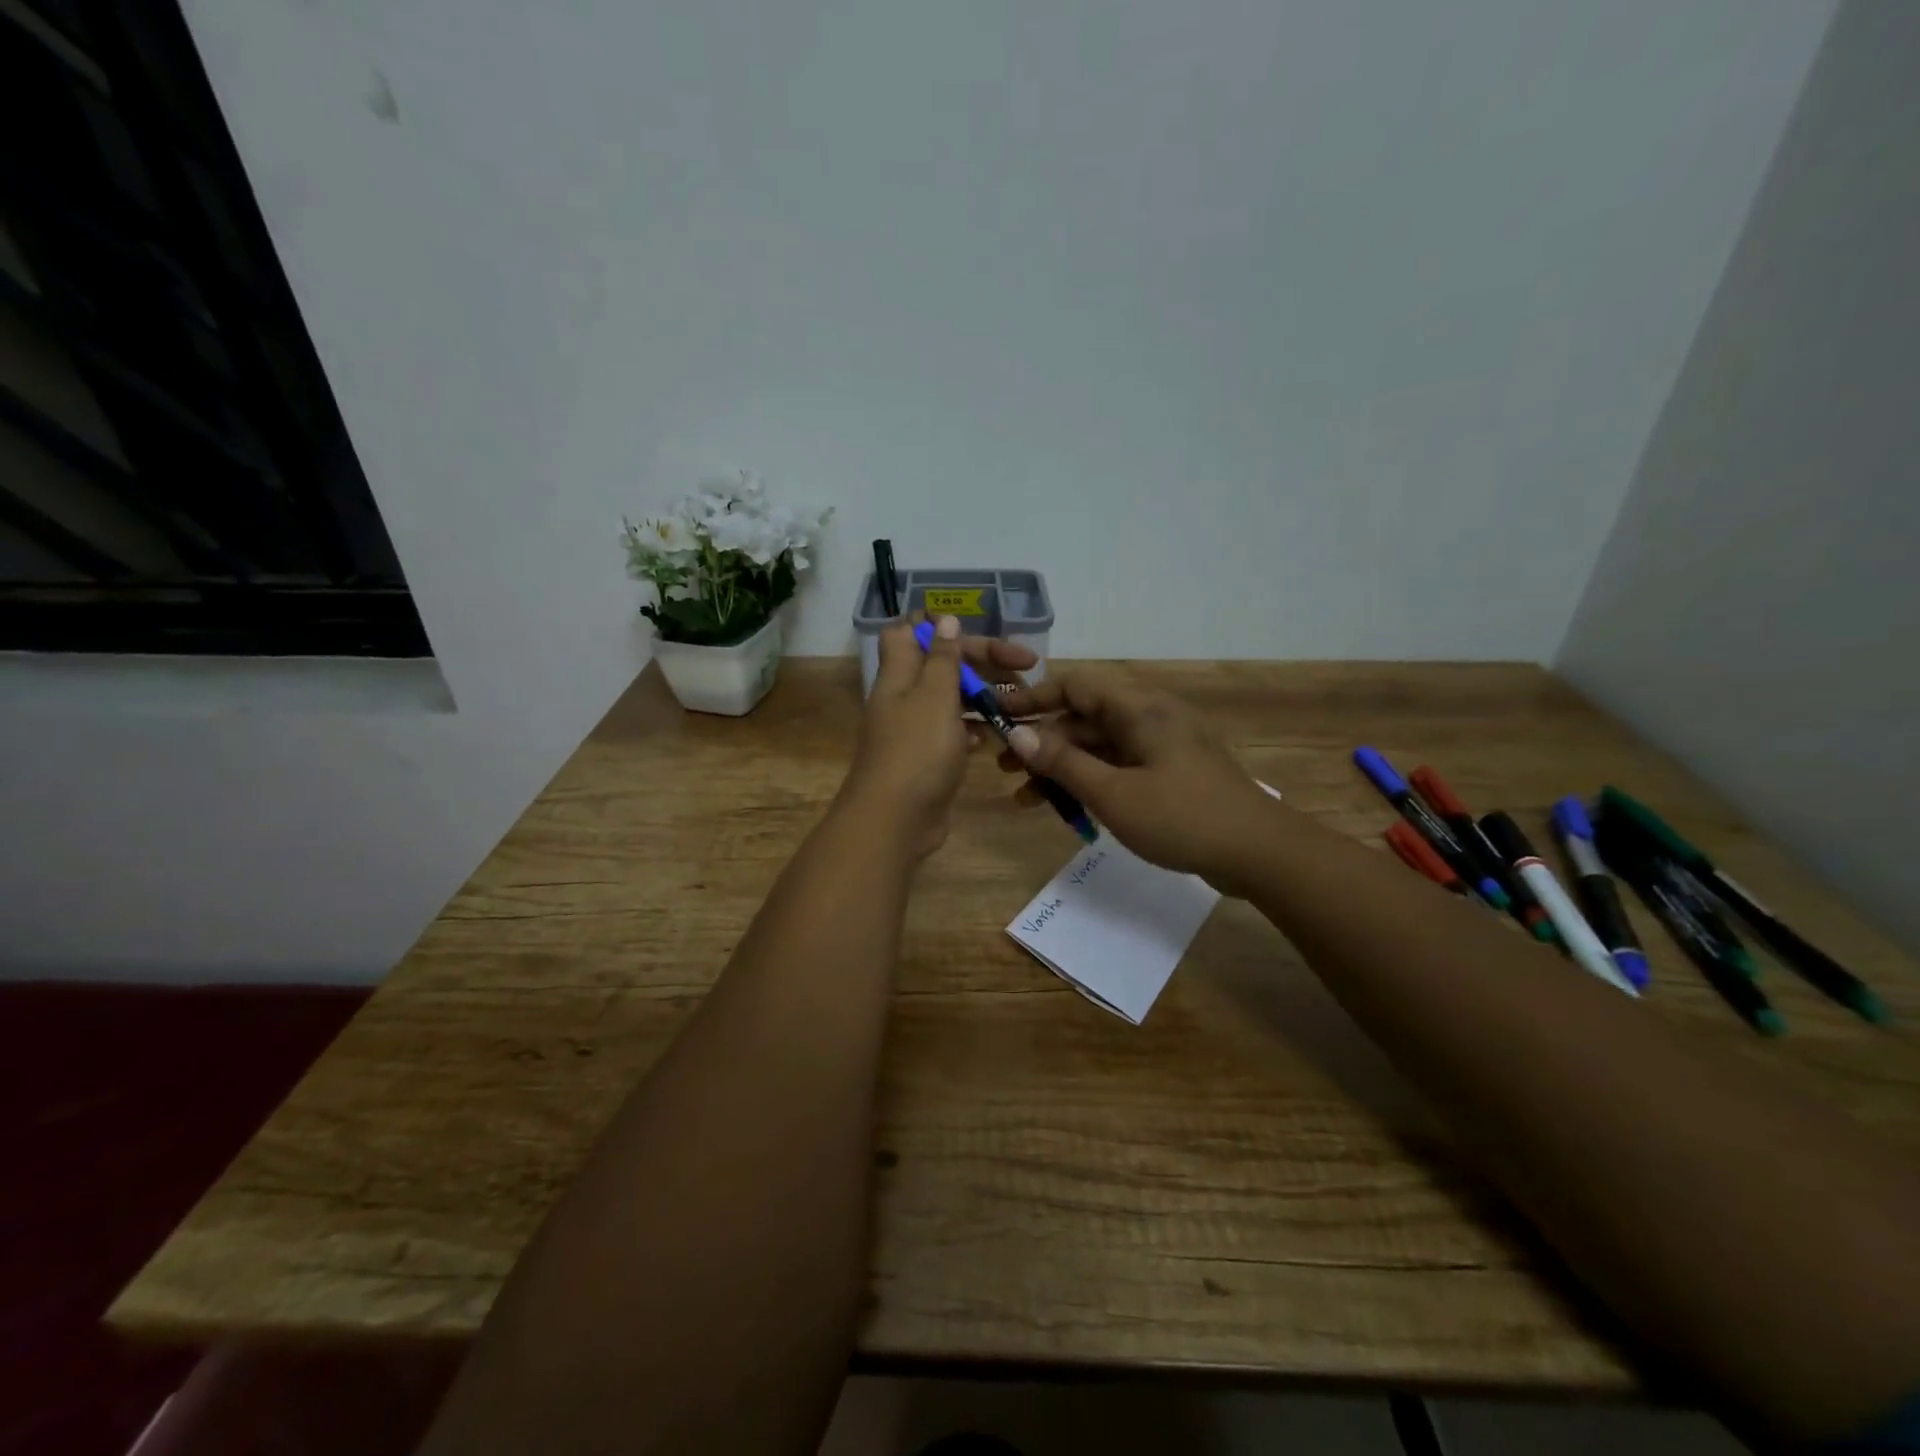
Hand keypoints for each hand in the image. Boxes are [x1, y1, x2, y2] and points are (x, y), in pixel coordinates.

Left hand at [839, 616, 1038, 858]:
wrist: (895, 821)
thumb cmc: (917, 752)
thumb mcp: (934, 697)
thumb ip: (943, 659)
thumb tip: (944, 618)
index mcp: (899, 675)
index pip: (908, 632)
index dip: (936, 625)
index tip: (975, 628)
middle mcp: (904, 697)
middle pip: (943, 665)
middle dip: (983, 661)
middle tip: (1027, 666)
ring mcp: (916, 730)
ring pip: (953, 700)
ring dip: (985, 696)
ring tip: (1023, 703)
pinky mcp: (929, 759)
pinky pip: (955, 733)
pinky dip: (976, 729)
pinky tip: (998, 736)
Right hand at [996, 669, 1275, 892]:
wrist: (1259, 852)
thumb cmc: (1182, 817)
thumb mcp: (1113, 793)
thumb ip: (1063, 762)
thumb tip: (1018, 735)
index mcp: (1139, 709)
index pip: (1075, 685)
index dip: (1033, 698)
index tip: (999, 718)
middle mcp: (1150, 717)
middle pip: (1084, 717)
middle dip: (1042, 741)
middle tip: (1003, 768)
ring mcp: (1162, 746)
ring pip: (1099, 746)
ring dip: (1062, 767)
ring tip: (1024, 797)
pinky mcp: (1170, 772)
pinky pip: (1118, 766)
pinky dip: (1090, 781)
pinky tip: (1065, 808)